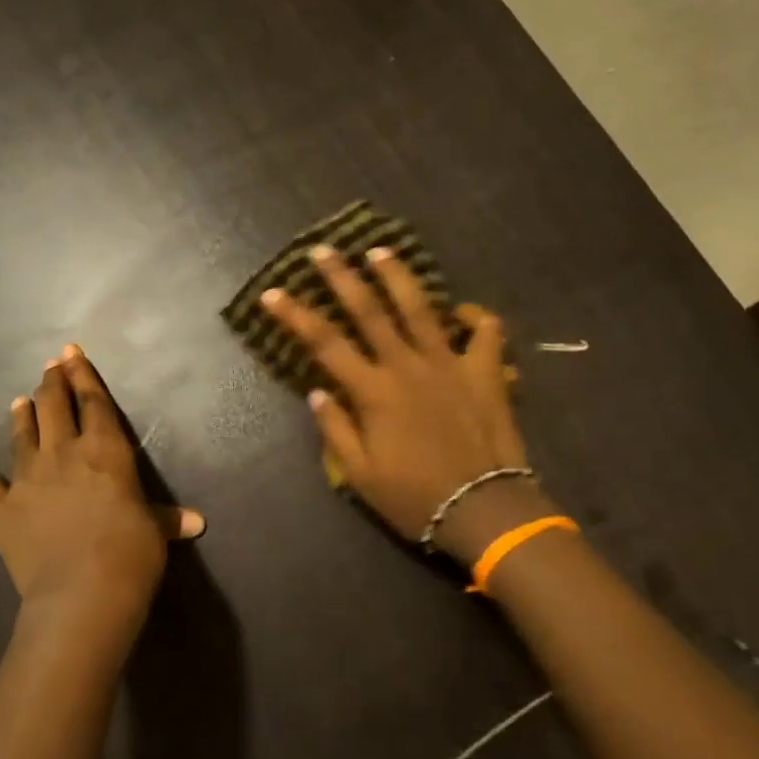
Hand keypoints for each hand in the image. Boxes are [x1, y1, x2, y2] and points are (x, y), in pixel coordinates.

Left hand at [0, 346, 203, 638]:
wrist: (82, 592)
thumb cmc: (130, 555)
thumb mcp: (155, 532)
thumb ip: (168, 520)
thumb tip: (197, 522)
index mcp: (106, 451)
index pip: (94, 402)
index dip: (84, 375)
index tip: (72, 353)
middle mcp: (65, 453)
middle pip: (55, 407)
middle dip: (53, 383)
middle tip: (50, 366)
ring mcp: (28, 477)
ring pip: (23, 433)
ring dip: (24, 413)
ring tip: (22, 398)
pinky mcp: (1, 505)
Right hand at [261, 244, 531, 561]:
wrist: (482, 508)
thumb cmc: (414, 497)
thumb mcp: (360, 474)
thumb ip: (336, 429)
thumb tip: (317, 391)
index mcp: (373, 391)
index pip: (324, 343)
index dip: (294, 315)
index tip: (272, 293)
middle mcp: (407, 366)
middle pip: (369, 311)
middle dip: (341, 277)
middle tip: (323, 250)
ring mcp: (449, 364)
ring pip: (421, 308)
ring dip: (398, 276)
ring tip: (380, 251)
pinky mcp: (485, 372)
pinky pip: (486, 332)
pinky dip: (475, 317)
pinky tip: (462, 311)